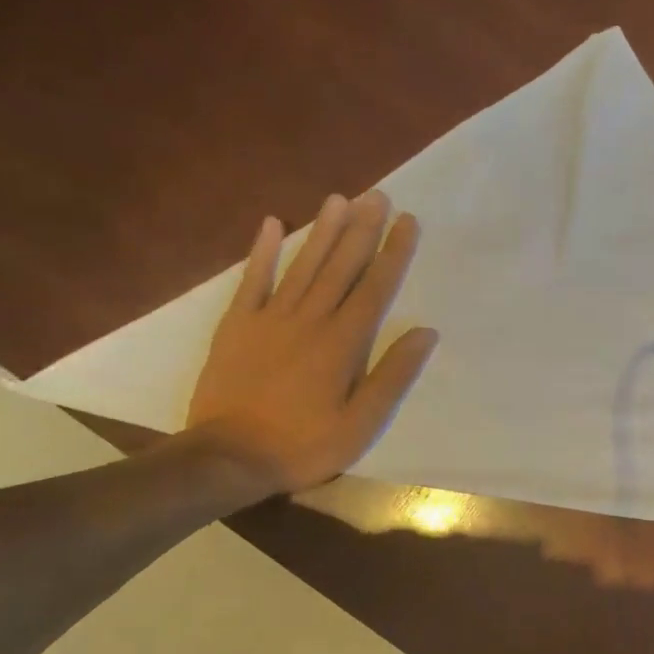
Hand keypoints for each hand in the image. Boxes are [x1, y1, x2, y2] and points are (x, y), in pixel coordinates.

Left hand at [187, 192, 438, 492]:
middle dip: (362, 229)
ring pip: (302, 265)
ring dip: (322, 230)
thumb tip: (426, 333)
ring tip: (340, 198)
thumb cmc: (304, 445)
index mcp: (342, 343)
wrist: (228, 457)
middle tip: (379, 195)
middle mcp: (309, 320)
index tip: (408, 222)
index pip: (375, 288)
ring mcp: (269, 319)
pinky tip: (270, 223)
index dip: (393, 253)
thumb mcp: (361, 424)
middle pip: (340, 266)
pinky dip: (261, 252)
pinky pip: (251, 281)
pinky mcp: (236, 326)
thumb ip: (393, 376)